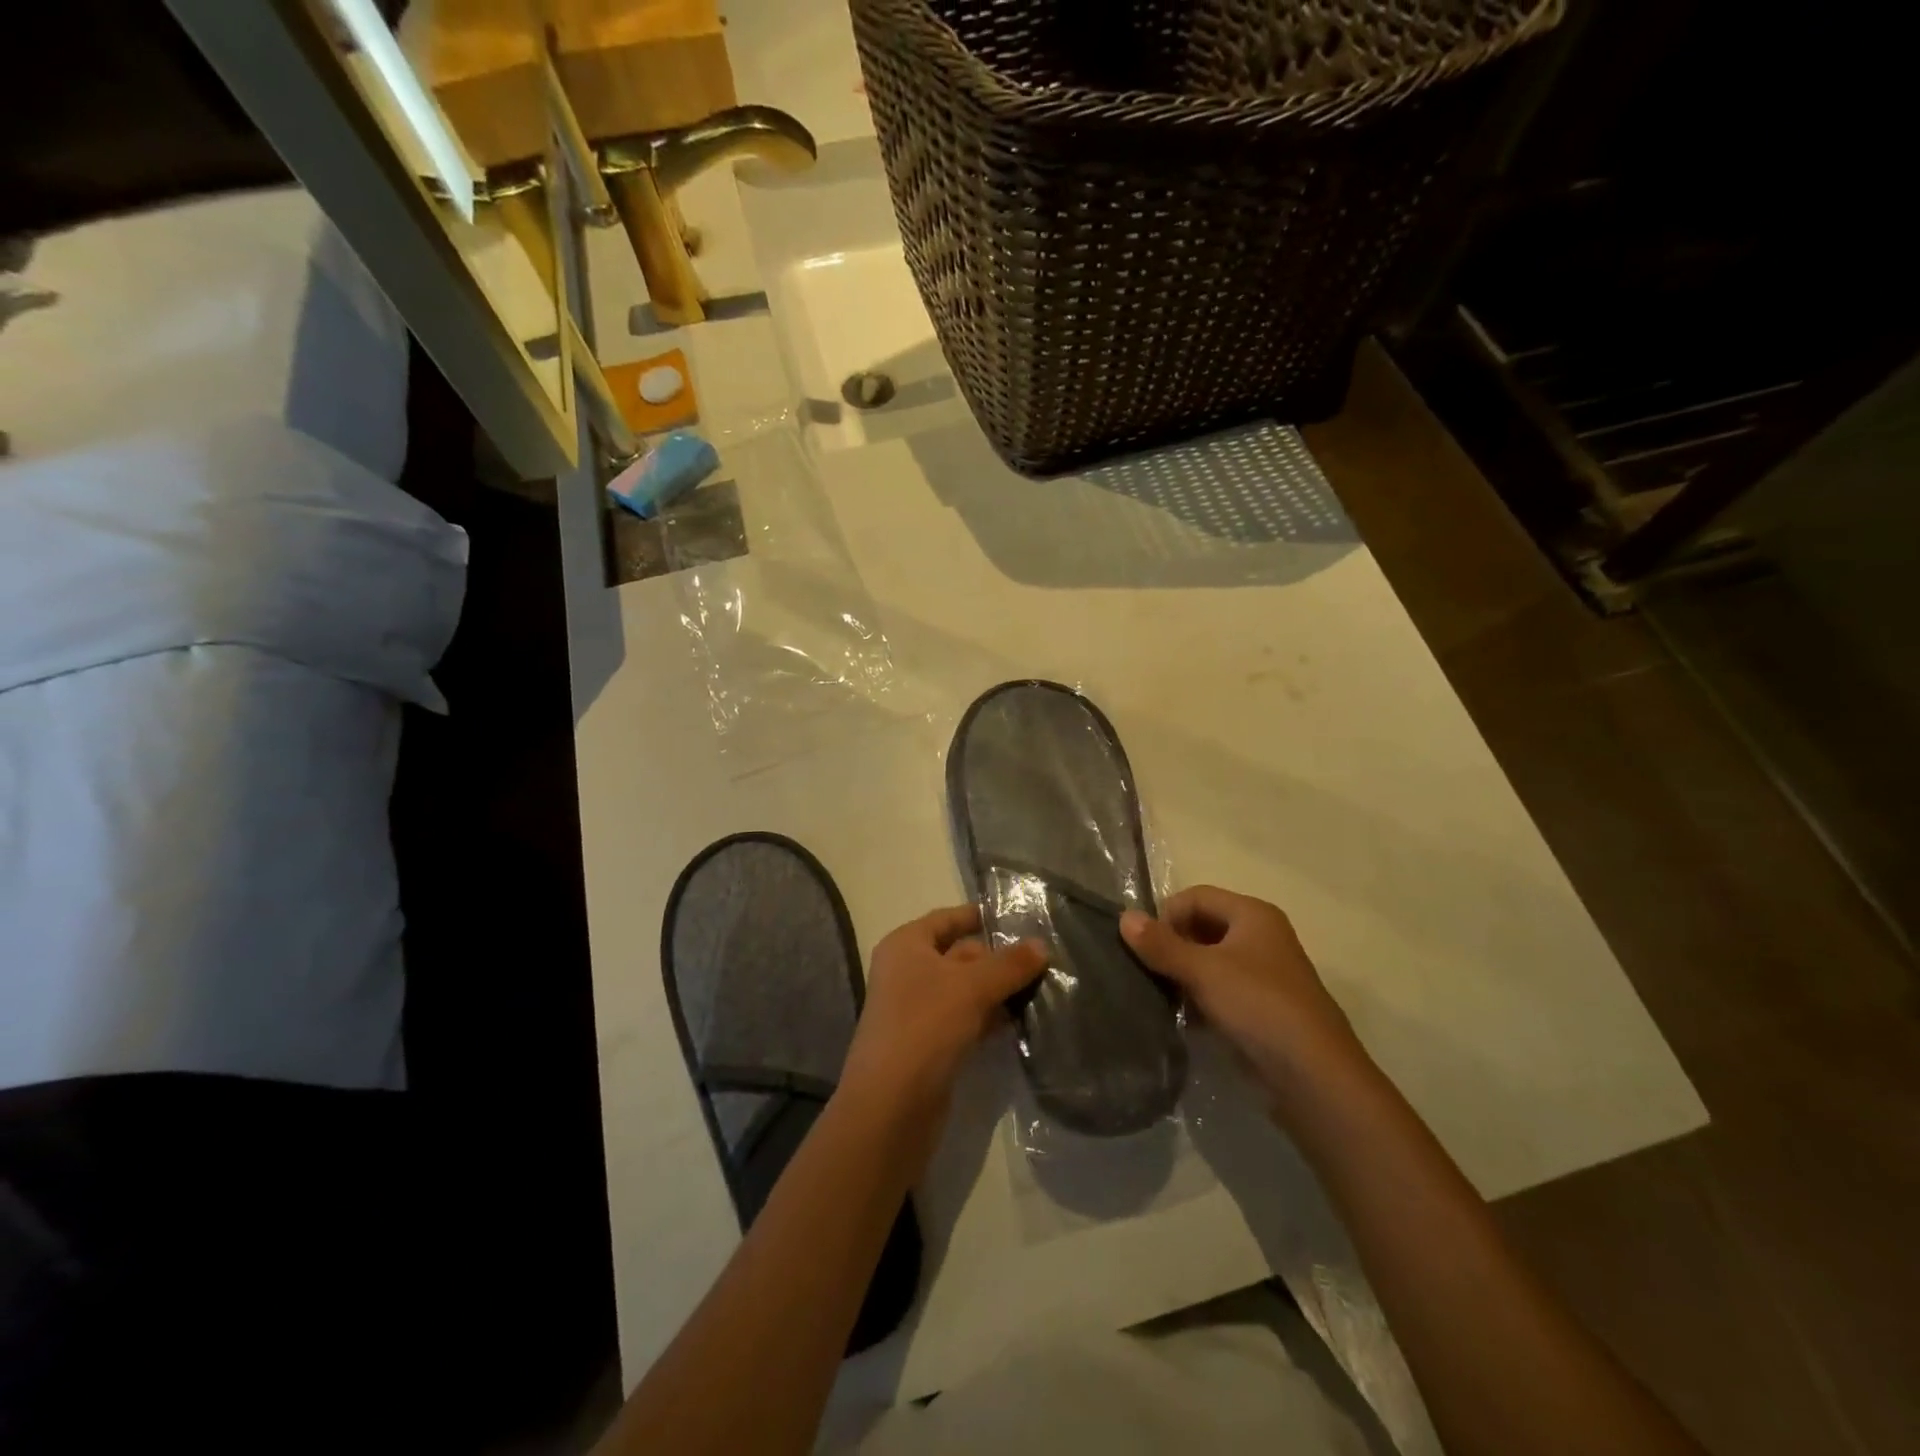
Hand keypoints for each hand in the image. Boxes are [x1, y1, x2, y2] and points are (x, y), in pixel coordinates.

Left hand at [842, 905, 1047, 1119]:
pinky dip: (990, 1017)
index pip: (946, 918)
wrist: (891, 1106)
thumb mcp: (972, 987)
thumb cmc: (925, 1026)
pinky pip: (966, 1019)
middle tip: (1044, 958)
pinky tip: (1021, 1020)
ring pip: (965, 989)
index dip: (978, 916)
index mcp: (906, 945)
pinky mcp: (930, 1044)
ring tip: (1042, 987)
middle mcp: (908, 972)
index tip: (1017, 917)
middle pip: (959, 954)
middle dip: (998, 957)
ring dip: (998, 989)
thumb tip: (1042, 945)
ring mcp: (917, 1010)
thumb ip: (1009, 964)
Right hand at [1120, 886, 1365, 1100]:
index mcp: (1253, 914)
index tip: (1145, 947)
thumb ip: (1160, 944)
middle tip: (1148, 972)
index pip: (1196, 896)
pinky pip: (1219, 990)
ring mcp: (1262, 974)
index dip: (1167, 915)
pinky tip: (1182, 1018)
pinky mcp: (1259, 1008)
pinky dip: (1198, 999)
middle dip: (1172, 945)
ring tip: (1160, 996)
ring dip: (1182, 974)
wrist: (1313, 1077)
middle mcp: (1260, 937)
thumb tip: (1123, 917)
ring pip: (1209, 961)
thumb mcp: (1203, 971)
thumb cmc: (1258, 1006)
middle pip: (1202, 926)